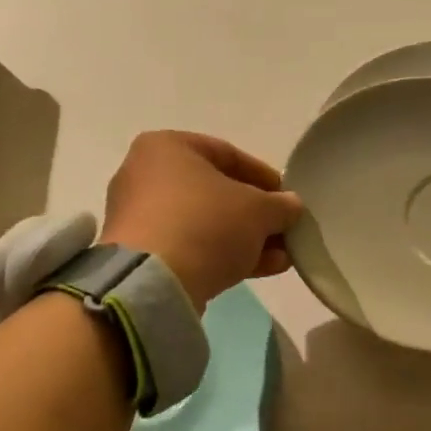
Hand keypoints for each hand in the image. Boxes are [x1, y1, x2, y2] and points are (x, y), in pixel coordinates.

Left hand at [101, 132, 303, 305]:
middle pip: (215, 192)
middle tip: (285, 231)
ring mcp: (140, 218)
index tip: (287, 197)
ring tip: (281, 257)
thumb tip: (290, 206)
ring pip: (205, 223)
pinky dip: (223, 255)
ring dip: (246, 239)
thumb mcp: (258, 210)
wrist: (155, 282)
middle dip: (256, 215)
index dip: (263, 176)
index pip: (227, 154)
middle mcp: (145, 176)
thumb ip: (280, 205)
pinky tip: (261, 269)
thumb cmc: (206, 224)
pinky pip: (190, 247)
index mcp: (166, 148)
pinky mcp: (142, 255)